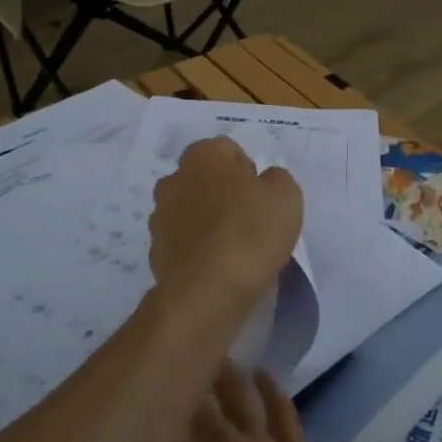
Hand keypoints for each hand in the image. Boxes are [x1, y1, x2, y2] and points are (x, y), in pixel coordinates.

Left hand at [149, 138, 302, 305]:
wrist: (208, 291)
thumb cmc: (251, 232)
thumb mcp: (286, 196)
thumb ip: (276, 179)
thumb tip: (264, 181)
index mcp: (202, 156)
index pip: (228, 151)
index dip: (249, 172)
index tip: (261, 198)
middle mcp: (173, 179)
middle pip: (205, 179)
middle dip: (224, 193)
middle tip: (250, 220)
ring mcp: (159, 216)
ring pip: (190, 210)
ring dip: (207, 221)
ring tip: (234, 248)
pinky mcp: (155, 251)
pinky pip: (183, 241)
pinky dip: (197, 249)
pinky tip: (216, 267)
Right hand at [149, 367, 358, 441]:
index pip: (158, 422)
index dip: (147, 405)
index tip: (136, 392)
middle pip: (197, 398)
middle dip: (182, 379)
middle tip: (169, 362)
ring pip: (239, 392)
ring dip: (224, 371)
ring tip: (211, 354)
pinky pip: (282, 409)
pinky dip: (270, 387)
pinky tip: (261, 374)